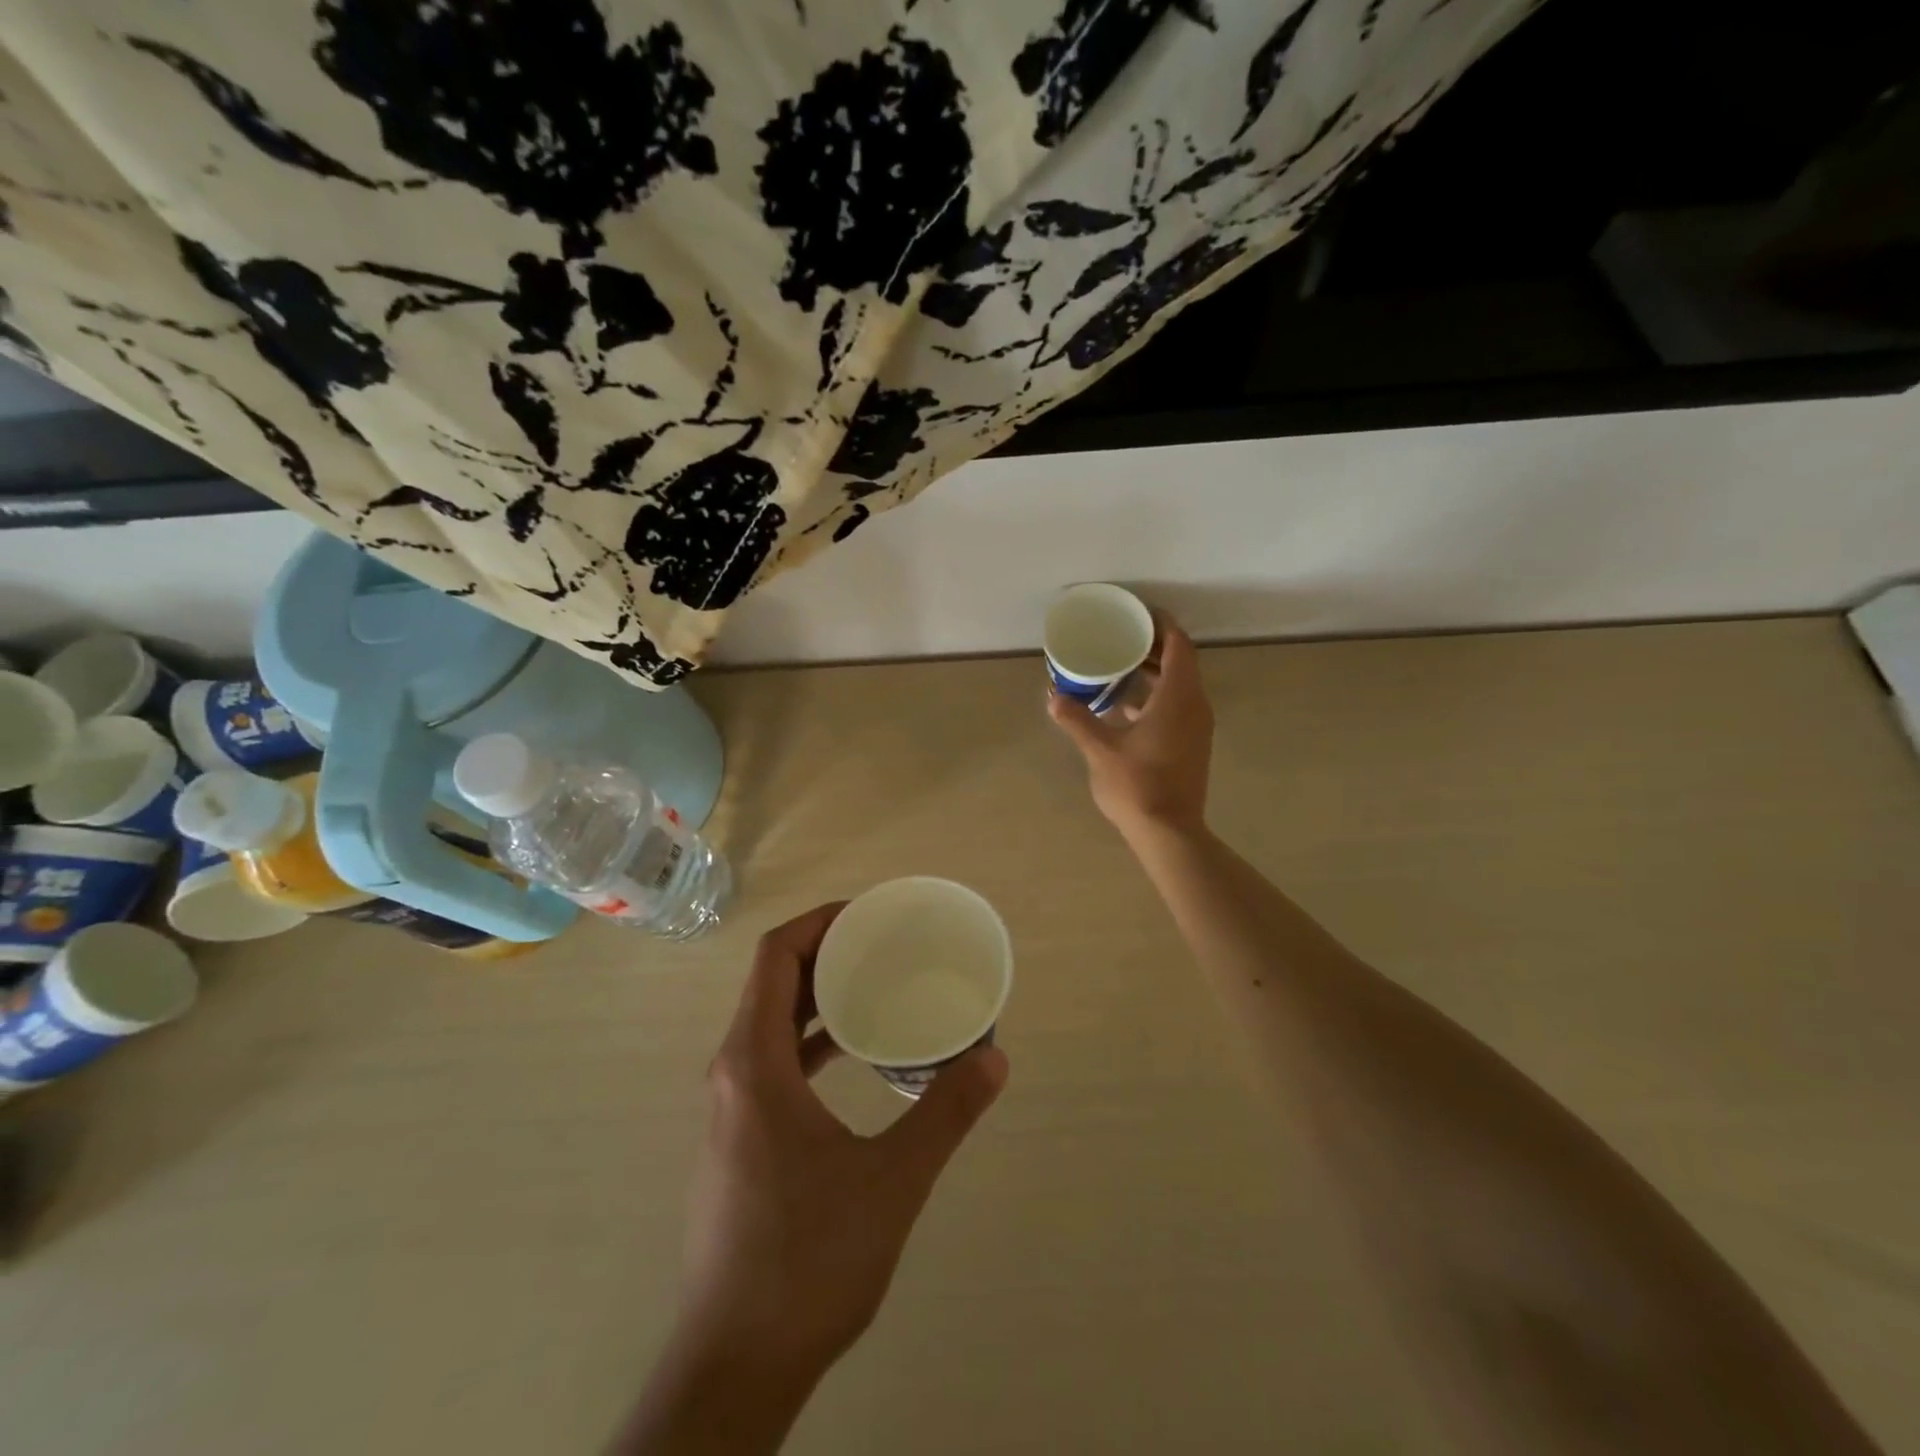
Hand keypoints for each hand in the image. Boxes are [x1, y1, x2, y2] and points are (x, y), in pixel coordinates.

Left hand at [676, 904, 1009, 1378]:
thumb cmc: (808, 1262)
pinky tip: (854, 1053)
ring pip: (771, 1022)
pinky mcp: (740, 1138)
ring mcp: (732, 1108)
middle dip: (827, 952)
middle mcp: (733, 1072)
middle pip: (772, 983)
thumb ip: (945, 1114)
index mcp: (754, 1063)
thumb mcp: (891, 1182)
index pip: (775, 956)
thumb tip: (996, 1060)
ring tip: (876, 984)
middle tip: (886, 943)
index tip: (870, 915)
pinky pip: (773, 1059)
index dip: (820, 922)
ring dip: (819, 995)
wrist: (737, 1365)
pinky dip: (811, 1038)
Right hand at [1049, 616, 1214, 840]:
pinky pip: (1177, 706)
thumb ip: (1077, 720)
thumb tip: (1054, 697)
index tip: (1138, 614)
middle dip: (1153, 646)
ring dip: (1154, 673)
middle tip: (1121, 636)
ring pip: (1179, 686)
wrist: (1170, 832)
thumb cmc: (1137, 785)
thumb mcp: (1100, 750)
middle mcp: (1195, 706)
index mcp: (1178, 698)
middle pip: (1180, 663)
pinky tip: (1125, 707)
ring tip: (1120, 665)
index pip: (1178, 646)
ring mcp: (1196, 727)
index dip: (1161, 625)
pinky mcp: (1191, 744)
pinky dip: (1156, 697)